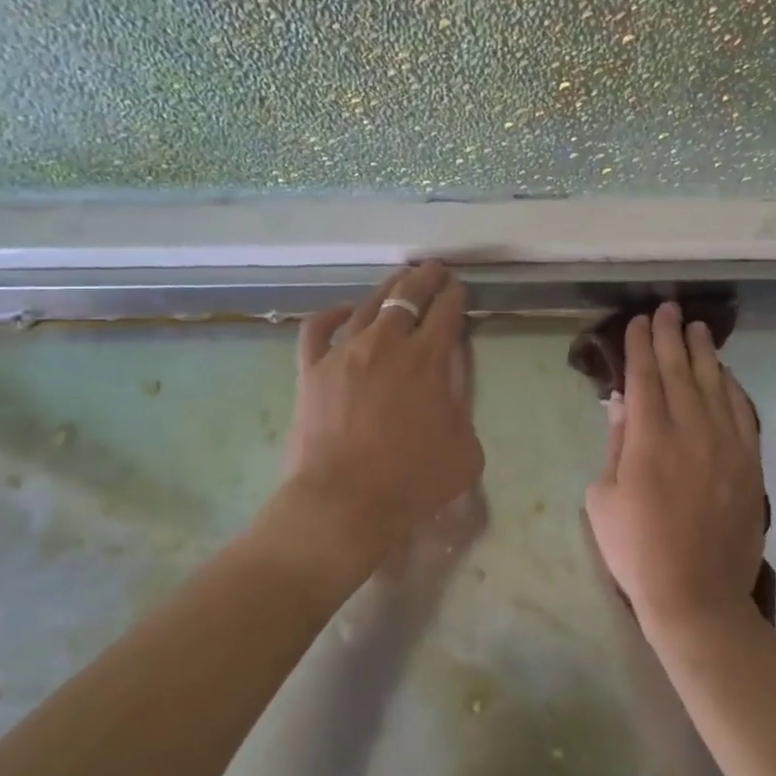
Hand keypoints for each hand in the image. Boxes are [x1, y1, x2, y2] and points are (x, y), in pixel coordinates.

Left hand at [284, 262, 484, 557]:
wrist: (343, 505)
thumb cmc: (411, 482)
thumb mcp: (465, 450)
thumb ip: (463, 410)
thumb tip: (449, 389)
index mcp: (427, 360)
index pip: (445, 312)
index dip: (455, 295)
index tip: (458, 288)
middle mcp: (386, 344)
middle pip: (407, 296)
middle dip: (425, 279)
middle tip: (434, 270)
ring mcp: (344, 353)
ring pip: (366, 305)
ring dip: (387, 289)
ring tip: (398, 280)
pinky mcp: (311, 370)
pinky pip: (316, 330)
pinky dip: (330, 314)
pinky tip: (342, 310)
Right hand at [585, 302, 766, 636]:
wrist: (697, 595)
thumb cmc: (637, 549)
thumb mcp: (603, 497)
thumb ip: (616, 443)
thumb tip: (622, 402)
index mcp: (650, 437)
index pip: (644, 376)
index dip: (640, 345)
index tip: (639, 321)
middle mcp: (691, 430)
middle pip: (680, 370)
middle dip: (671, 336)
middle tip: (668, 309)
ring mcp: (727, 445)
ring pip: (715, 384)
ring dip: (704, 353)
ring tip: (698, 329)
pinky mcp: (750, 463)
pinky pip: (744, 412)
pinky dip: (733, 387)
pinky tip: (726, 374)